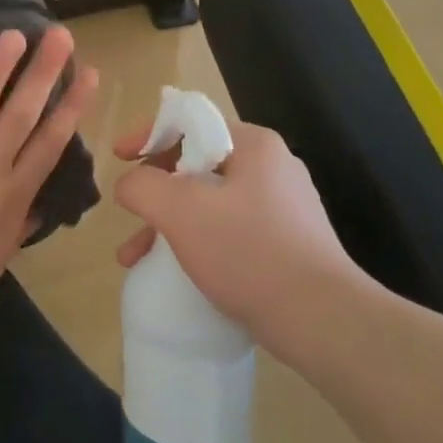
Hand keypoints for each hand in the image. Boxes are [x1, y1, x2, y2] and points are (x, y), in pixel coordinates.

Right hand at [112, 119, 378, 360]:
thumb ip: (143, 186)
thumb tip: (128, 183)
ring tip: (135, 257)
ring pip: (209, 202)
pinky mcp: (286, 244)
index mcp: (254, 145)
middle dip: (155, 190)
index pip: (191, 121)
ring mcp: (283, 207)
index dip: (148, 135)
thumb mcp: (181, 211)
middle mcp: (272, 168)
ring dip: (169, 223)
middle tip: (128, 213)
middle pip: (197, 163)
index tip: (118, 158)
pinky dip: (196, 243)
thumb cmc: (249, 252)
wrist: (323, 320)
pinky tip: (176, 272)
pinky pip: (228, 230)